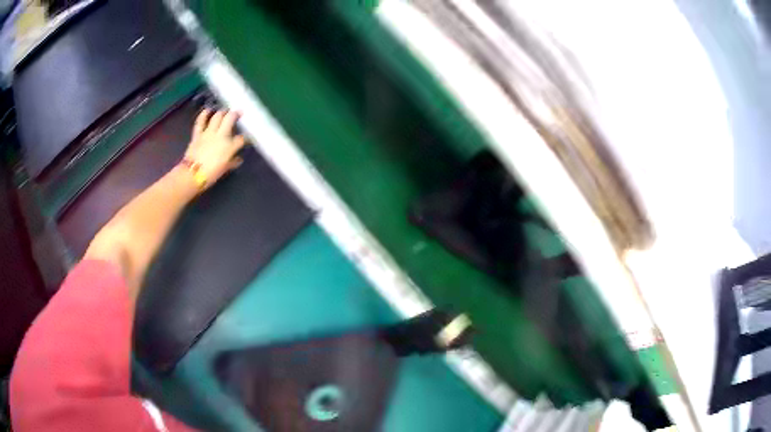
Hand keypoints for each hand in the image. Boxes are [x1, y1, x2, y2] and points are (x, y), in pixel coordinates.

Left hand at [184, 109, 246, 187]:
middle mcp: (221, 136)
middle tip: (238, 112)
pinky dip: (204, 115)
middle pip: (230, 119)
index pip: (241, 139)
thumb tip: (238, 159)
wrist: (192, 175)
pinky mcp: (198, 134)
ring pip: (217, 117)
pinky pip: (200, 121)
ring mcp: (208, 133)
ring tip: (225, 112)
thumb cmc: (210, 174)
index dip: (245, 138)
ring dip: (222, 112)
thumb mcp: (224, 169)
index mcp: (229, 146)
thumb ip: (232, 162)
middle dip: (236, 114)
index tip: (246, 138)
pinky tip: (207, 110)